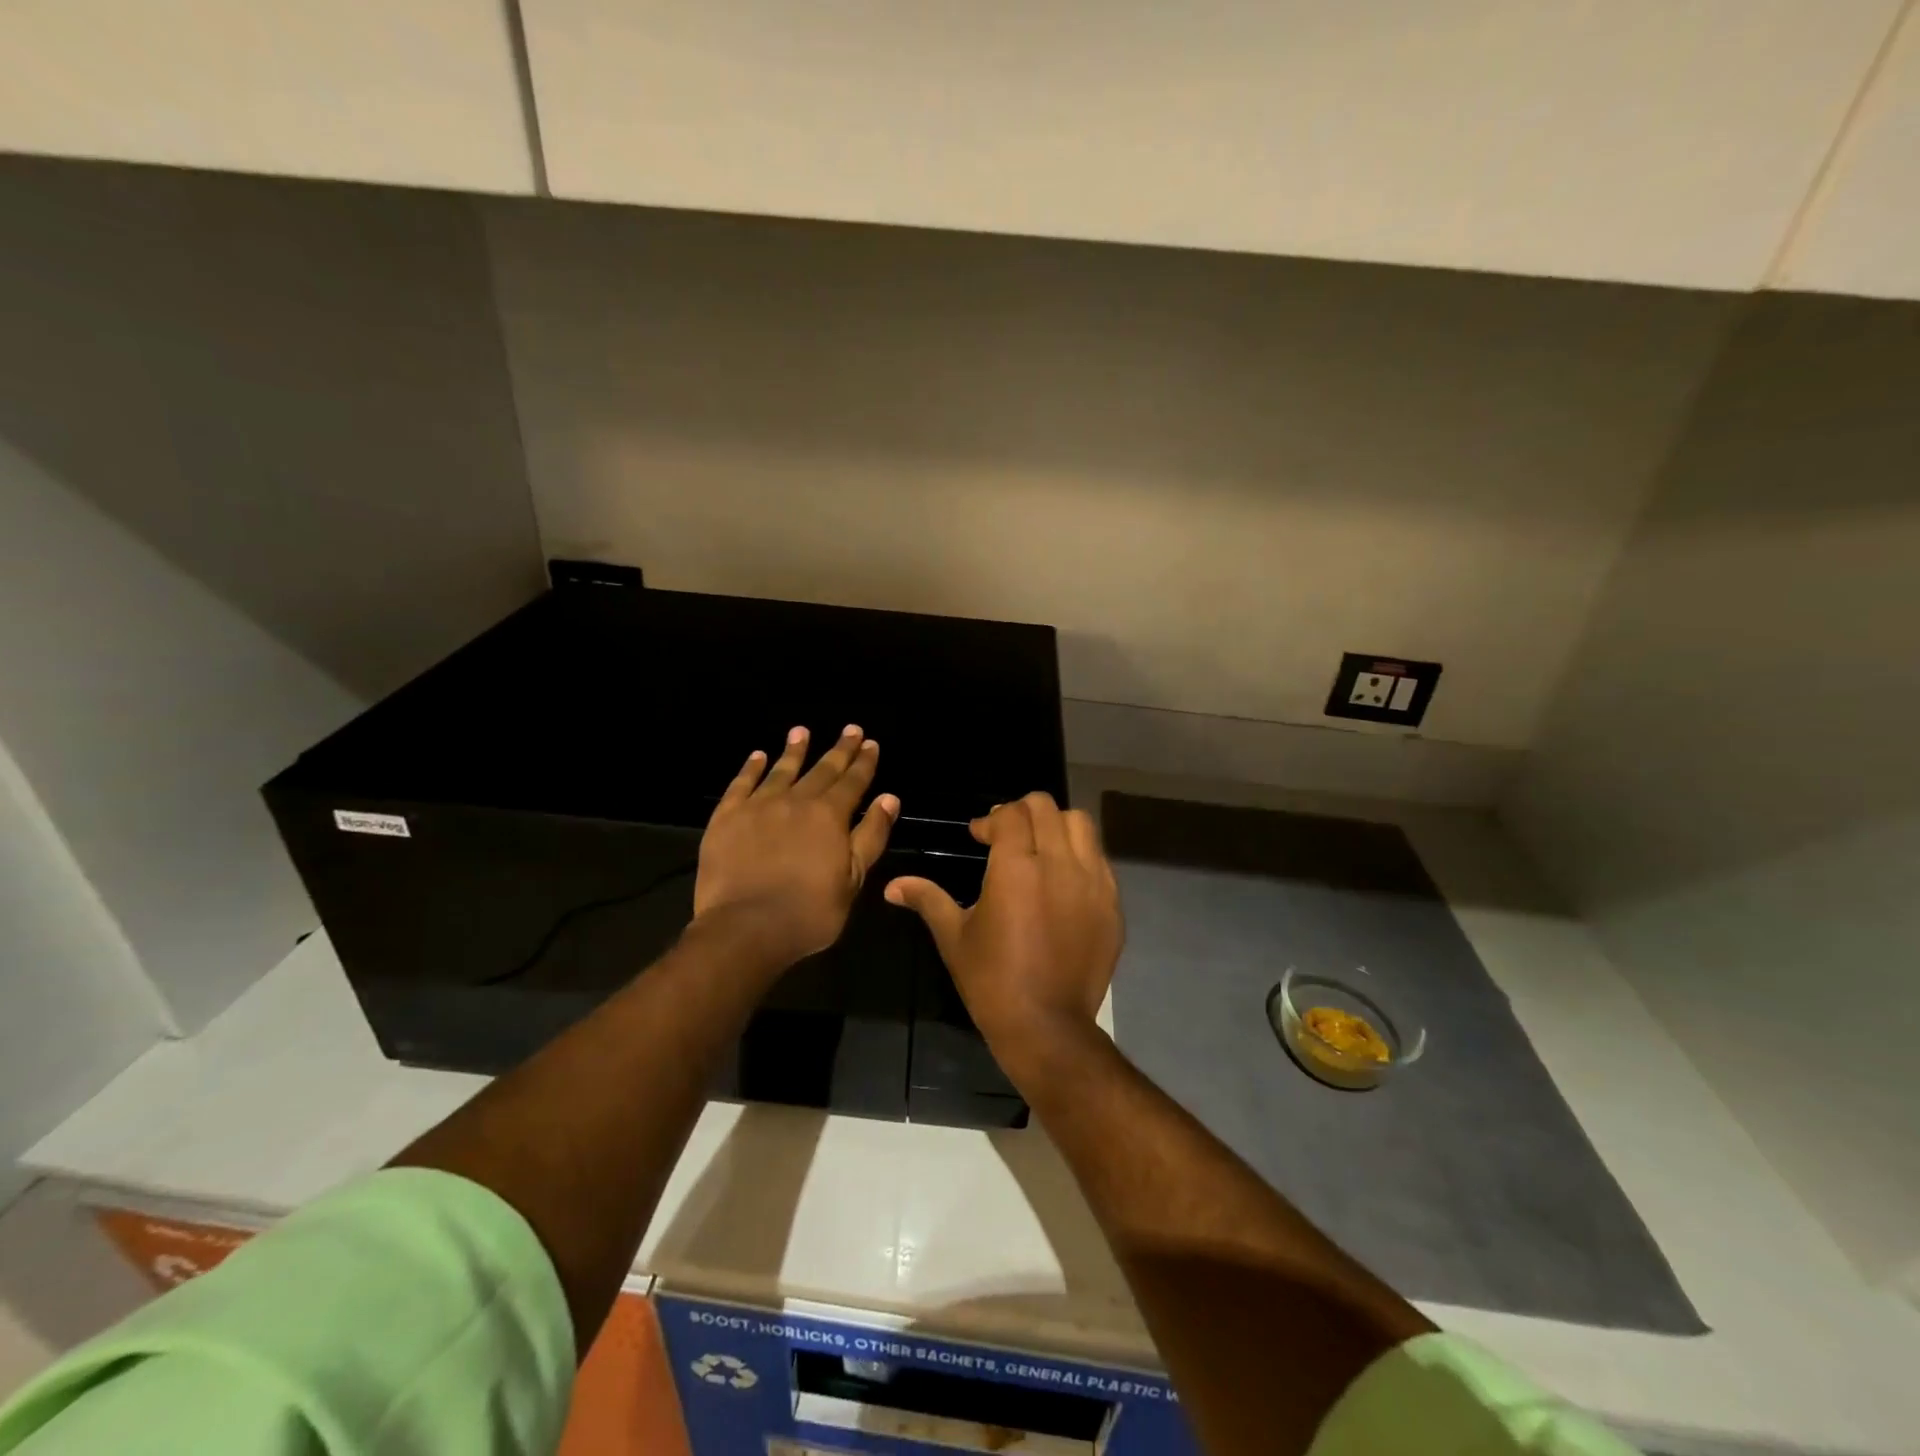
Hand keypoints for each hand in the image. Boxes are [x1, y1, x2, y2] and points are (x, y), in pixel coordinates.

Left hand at [694, 725, 899, 967]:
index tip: (870, 743)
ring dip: (794, 750)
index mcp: (830, 816)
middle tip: (850, 729)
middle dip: (839, 749)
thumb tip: (889, 798)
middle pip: (822, 769)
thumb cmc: (809, 911)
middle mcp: (796, 801)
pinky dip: (751, 768)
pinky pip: (741, 784)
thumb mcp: (853, 878)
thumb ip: (871, 835)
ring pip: (781, 770)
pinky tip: (757, 755)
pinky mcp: (726, 817)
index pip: (852, 781)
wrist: (745, 927)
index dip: (864, 762)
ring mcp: (758, 806)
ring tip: (801, 731)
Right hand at [886, 792, 1122, 1070]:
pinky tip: (1063, 880)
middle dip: (1022, 813)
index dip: (991, 819)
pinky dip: (1080, 855)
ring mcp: (1092, 882)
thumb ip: (927, 900)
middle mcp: (1059, 863)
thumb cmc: (992, 981)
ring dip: (1056, 826)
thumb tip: (892, 886)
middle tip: (1007, 836)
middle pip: (1046, 808)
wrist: (1047, 1027)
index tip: (979, 836)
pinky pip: (1099, 859)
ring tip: (1039, 848)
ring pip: (1080, 824)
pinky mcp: (1112, 904)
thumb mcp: (954, 937)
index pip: (1011, 814)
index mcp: (1016, 867)